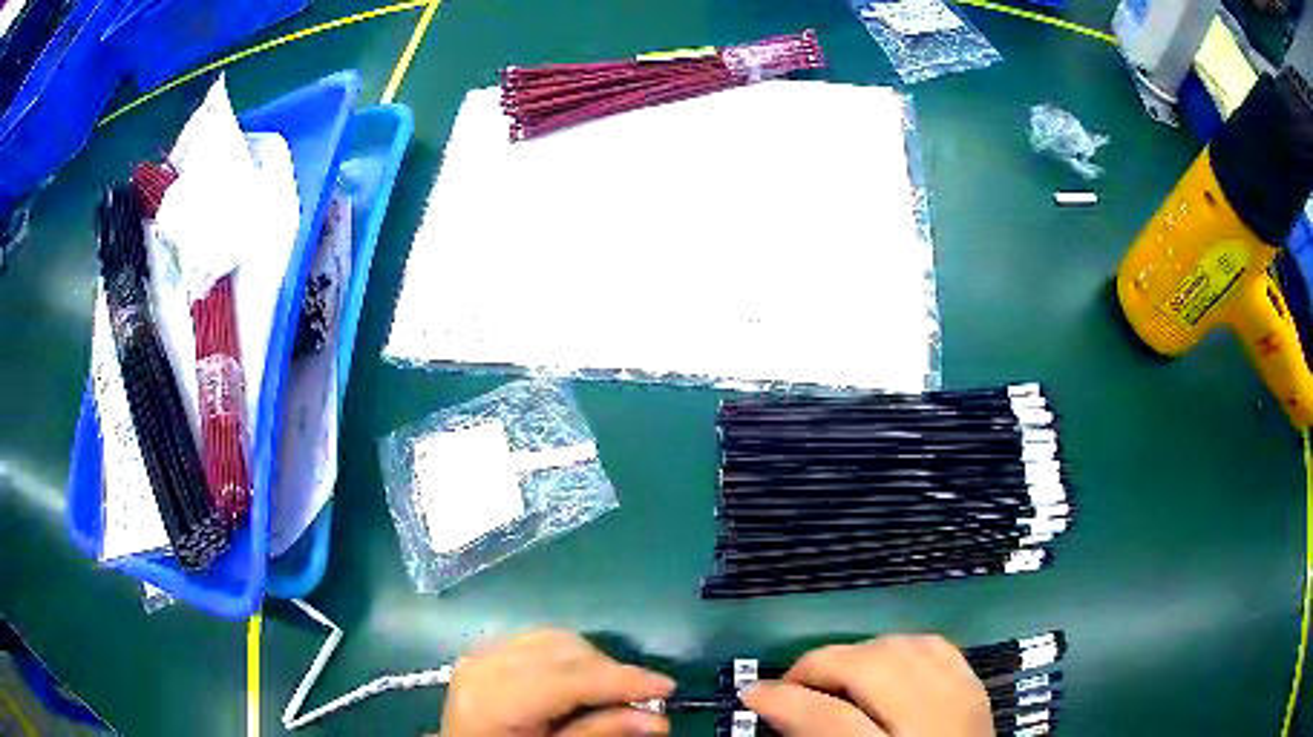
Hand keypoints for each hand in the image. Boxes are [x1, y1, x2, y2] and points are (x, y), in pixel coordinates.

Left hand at [440, 629, 674, 736]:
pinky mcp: (485, 651)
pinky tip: (578, 680)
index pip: (568, 679)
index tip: (667, 687)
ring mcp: (480, 654)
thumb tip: (659, 720)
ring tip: (611, 691)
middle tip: (644, 698)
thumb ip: (599, 734)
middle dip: (610, 671)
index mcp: (494, 702)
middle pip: (563, 651)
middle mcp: (484, 666)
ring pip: (554, 638)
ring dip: (591, 661)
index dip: (621, 680)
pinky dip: (567, 655)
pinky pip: (537, 639)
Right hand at [740, 635, 990, 736]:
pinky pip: (935, 647)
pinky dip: (900, 648)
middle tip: (790, 683)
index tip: (752, 693)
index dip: (785, 701)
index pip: (830, 720)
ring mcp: (962, 699)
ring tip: (833, 676)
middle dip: (821, 664)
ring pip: (904, 647)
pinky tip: (881, 665)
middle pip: (873, 667)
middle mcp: (934, 721)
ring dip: (859, 653)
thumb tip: (780, 710)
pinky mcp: (975, 687)